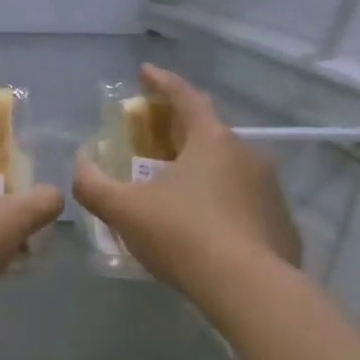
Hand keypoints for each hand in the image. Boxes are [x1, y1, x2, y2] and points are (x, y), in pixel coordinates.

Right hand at [73, 64, 301, 301]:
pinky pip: (242, 200)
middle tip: (153, 140)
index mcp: (212, 141)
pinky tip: (203, 226)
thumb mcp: (124, 210)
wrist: (248, 288)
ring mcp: (269, 188)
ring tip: (175, 189)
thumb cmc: (183, 235)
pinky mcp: (279, 222)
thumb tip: (80, 165)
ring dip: (200, 169)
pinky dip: (219, 201)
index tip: (145, 72)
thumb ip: (93, 185)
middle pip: (207, 132)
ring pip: (227, 168)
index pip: (185, 97)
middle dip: (178, 130)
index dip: (162, 82)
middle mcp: (247, 154)